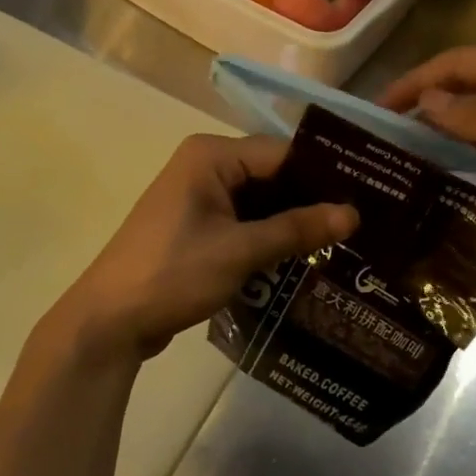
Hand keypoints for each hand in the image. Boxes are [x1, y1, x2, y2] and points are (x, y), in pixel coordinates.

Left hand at [49, 134, 356, 365]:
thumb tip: (353, 214)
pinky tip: (303, 256)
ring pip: (259, 201)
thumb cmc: (172, 274)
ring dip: (292, 221)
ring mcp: (198, 196)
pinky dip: (269, 236)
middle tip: (362, 223)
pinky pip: (243, 221)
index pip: (282, 152)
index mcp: (211, 155)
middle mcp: (205, 165)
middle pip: (272, 175)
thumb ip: (297, 229)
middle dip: (311, 200)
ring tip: (344, 241)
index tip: (366, 195)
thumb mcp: (240, 251)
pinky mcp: (196, 226)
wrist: (108, 322)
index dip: (324, 174)